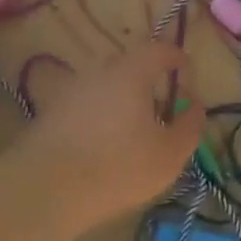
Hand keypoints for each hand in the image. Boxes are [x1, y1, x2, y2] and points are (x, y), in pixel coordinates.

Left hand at [13, 40, 204, 227]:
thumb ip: (189, 127)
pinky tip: (103, 143)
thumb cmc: (118, 167)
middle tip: (160, 106)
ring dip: (121, 99)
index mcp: (130, 73)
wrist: (45, 189)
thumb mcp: (169, 154)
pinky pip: (84, 105)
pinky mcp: (49, 114)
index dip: (175, 57)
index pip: (157, 50)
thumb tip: (195, 108)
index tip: (186, 69)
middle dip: (147, 80)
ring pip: (103, 86)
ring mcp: (69, 91)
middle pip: (127, 66)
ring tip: (132, 129)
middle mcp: (98, 72)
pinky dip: (99, 115)